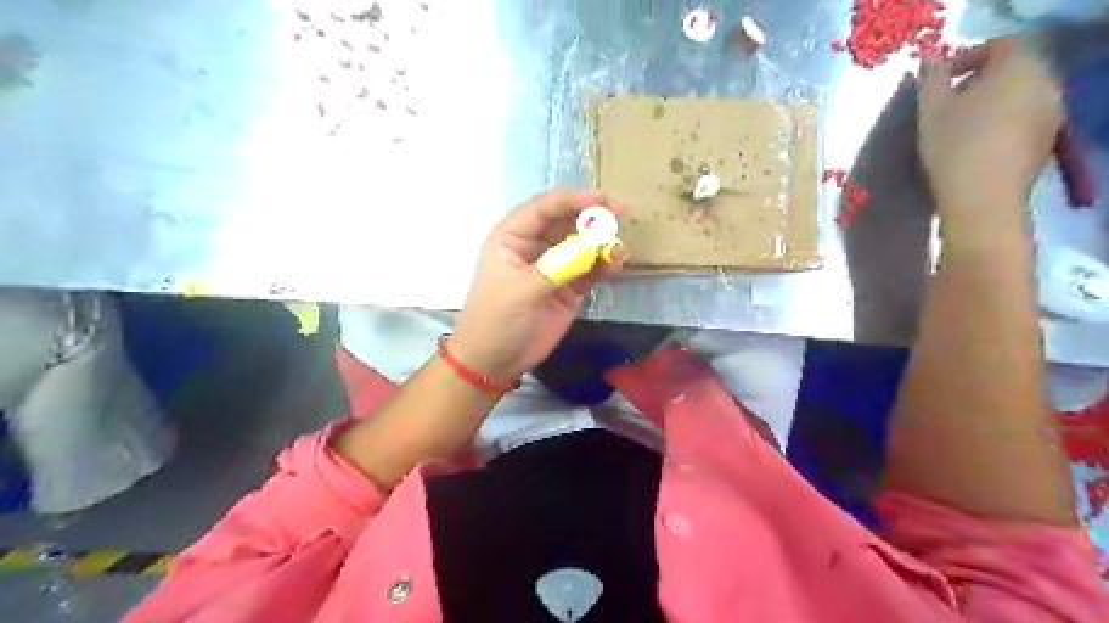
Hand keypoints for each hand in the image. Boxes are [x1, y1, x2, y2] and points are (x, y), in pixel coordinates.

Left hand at [447, 189, 622, 382]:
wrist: (495, 360)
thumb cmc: (496, 319)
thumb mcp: (520, 290)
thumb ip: (557, 267)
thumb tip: (591, 246)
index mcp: (513, 236)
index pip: (544, 208)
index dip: (572, 200)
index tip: (602, 199)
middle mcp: (535, 245)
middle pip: (567, 222)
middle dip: (592, 218)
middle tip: (621, 214)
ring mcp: (554, 266)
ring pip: (582, 245)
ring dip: (601, 243)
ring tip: (618, 248)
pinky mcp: (569, 287)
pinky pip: (590, 269)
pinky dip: (604, 265)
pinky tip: (616, 264)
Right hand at [920, 37, 1065, 232]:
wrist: (982, 200)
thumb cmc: (954, 148)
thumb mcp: (929, 110)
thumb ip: (931, 79)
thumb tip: (931, 62)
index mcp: (1019, 67)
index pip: (999, 45)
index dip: (967, 57)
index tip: (940, 83)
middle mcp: (1045, 83)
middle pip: (1014, 69)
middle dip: (979, 82)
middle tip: (947, 105)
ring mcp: (1052, 113)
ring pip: (1020, 95)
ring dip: (991, 103)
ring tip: (959, 128)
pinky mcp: (1047, 140)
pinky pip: (1024, 118)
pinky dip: (1002, 123)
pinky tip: (977, 146)